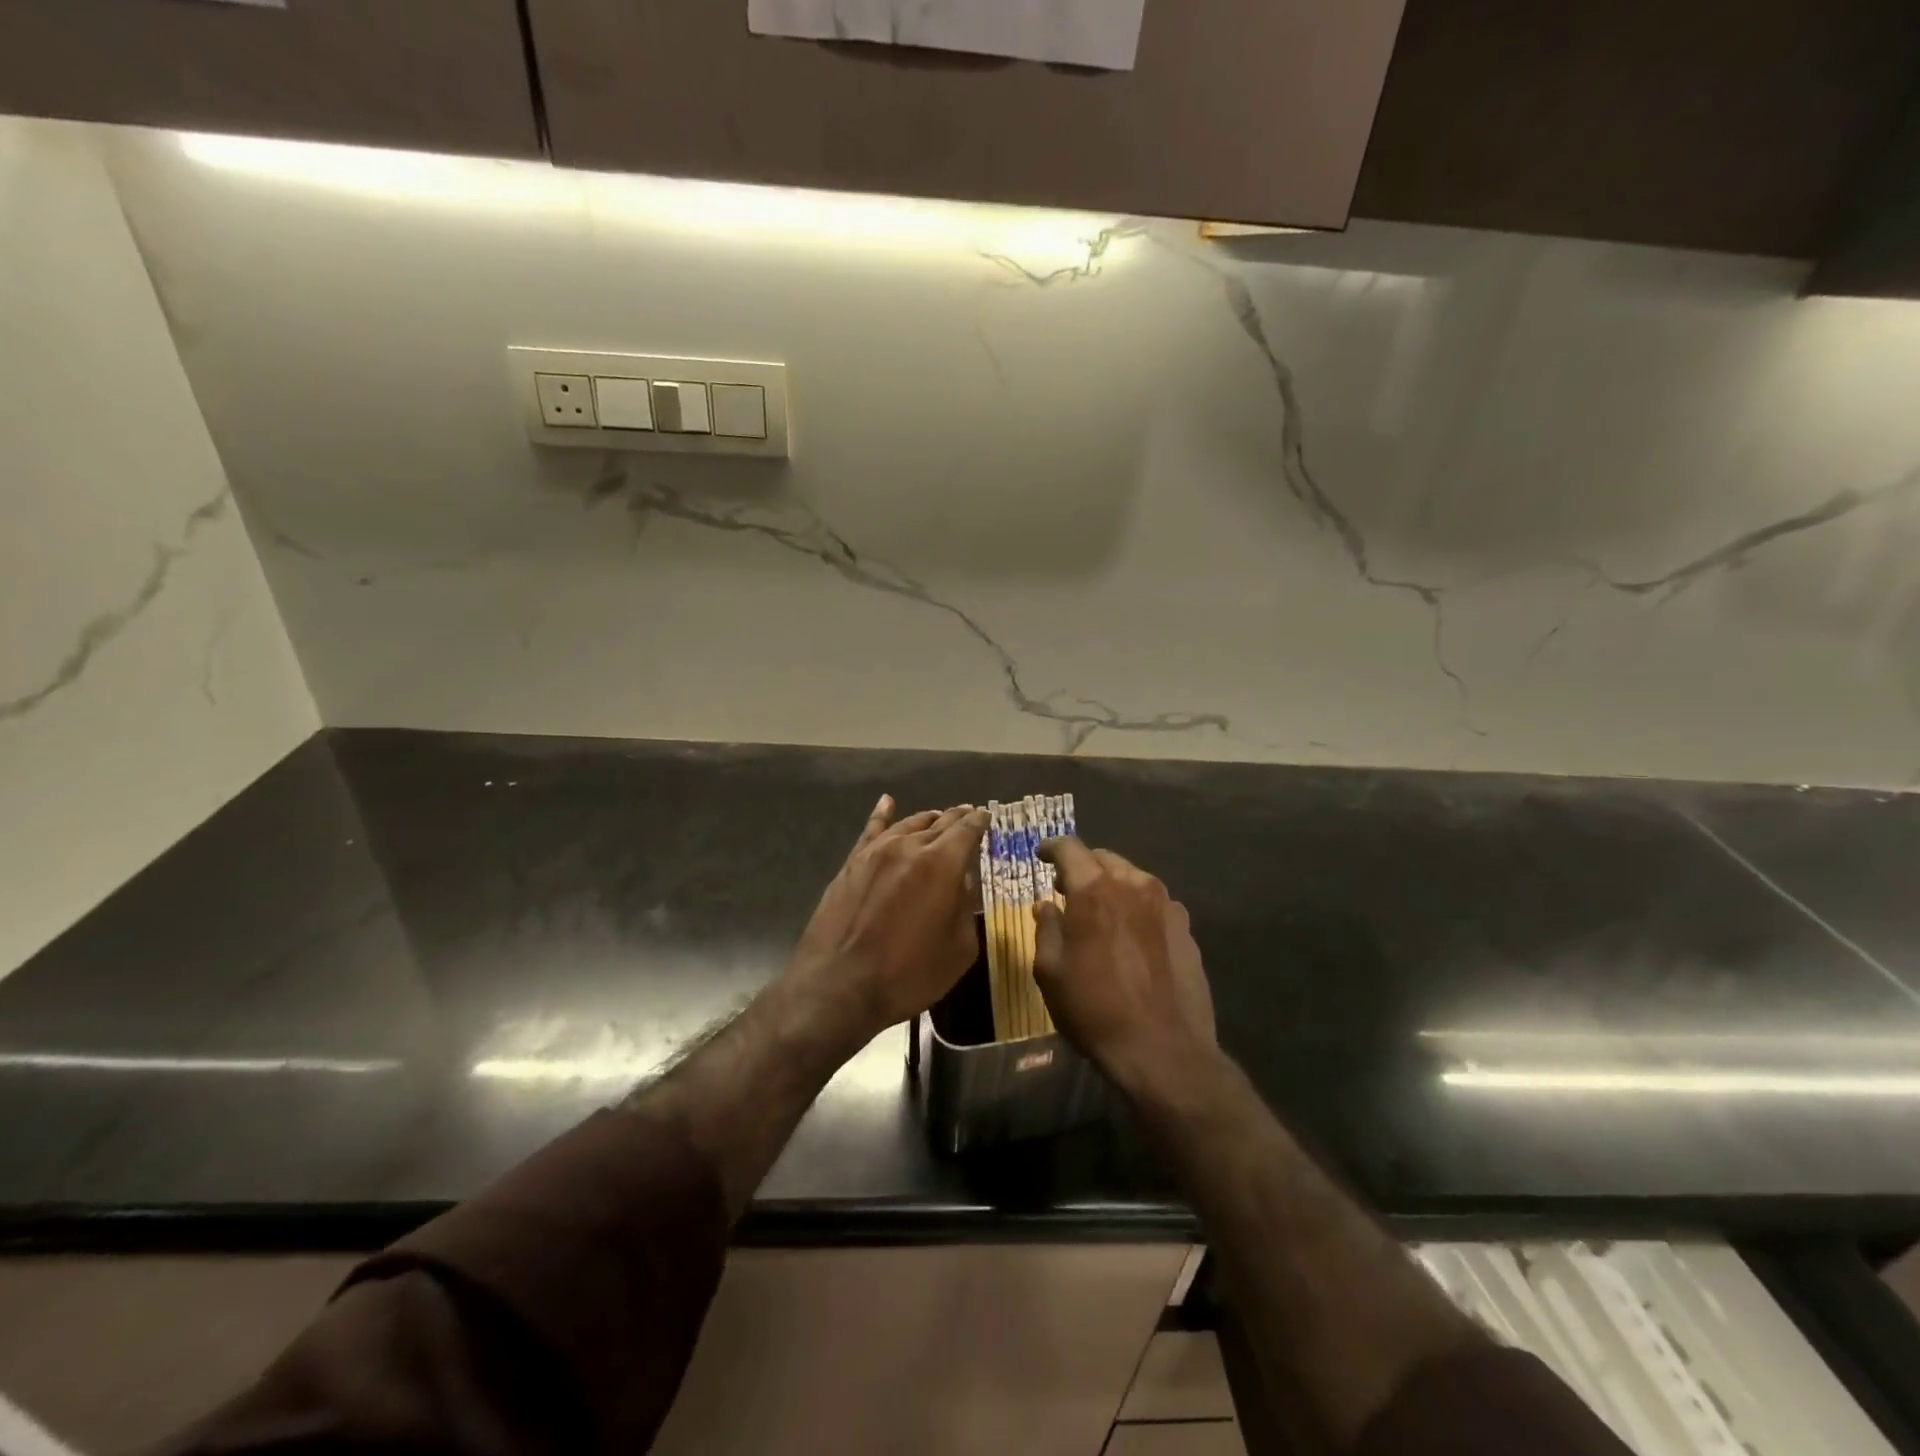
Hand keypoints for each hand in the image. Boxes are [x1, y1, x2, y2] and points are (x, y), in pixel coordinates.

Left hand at [784, 797, 988, 1042]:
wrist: (840, 985)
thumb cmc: (909, 974)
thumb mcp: (959, 948)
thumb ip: (965, 907)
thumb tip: (962, 882)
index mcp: (943, 863)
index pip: (967, 830)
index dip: (980, 822)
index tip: (986, 817)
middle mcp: (911, 846)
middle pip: (940, 822)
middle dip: (957, 817)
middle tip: (968, 814)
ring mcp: (877, 852)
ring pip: (908, 824)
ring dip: (927, 819)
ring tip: (937, 817)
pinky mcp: (852, 863)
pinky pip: (871, 830)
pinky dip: (882, 814)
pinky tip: (887, 802)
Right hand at [1033, 838, 1217, 1101]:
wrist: (1163, 1050)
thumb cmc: (1094, 1009)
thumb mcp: (1050, 972)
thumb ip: (1046, 928)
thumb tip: (1047, 905)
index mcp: (1094, 890)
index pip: (1070, 847)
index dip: (1052, 847)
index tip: (1042, 855)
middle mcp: (1133, 884)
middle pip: (1103, 858)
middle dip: (1082, 866)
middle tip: (1067, 888)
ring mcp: (1166, 904)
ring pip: (1132, 877)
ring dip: (1112, 885)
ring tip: (1100, 910)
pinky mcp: (1186, 927)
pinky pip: (1154, 902)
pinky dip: (1136, 906)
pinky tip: (1130, 934)